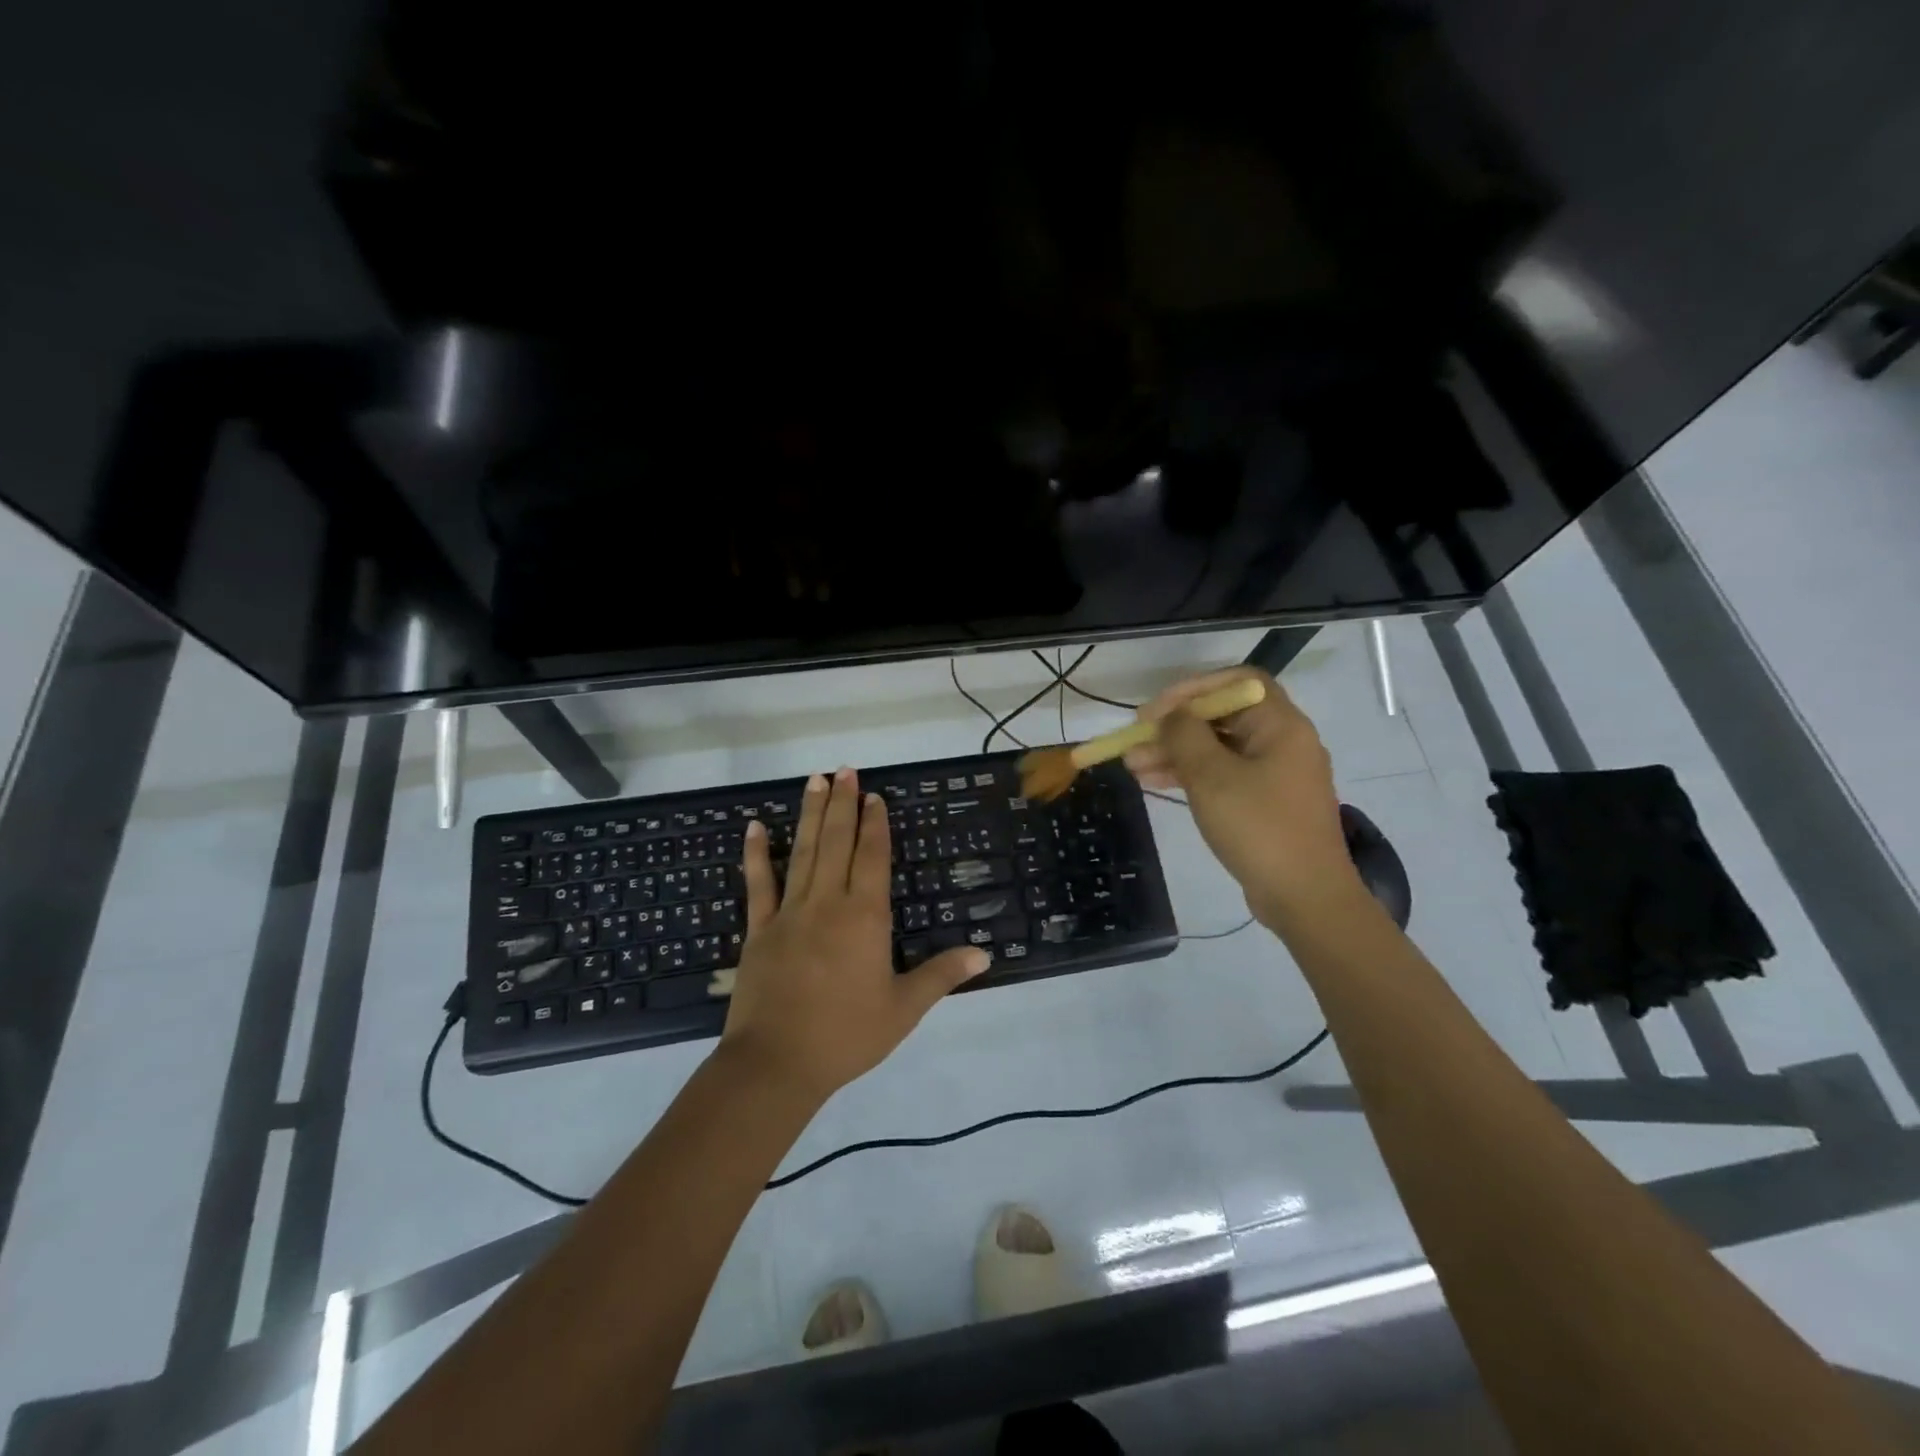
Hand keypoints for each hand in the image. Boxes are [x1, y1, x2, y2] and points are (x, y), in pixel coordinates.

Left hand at [719, 767, 989, 1101]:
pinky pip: (759, 884)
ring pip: (803, 853)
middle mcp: (828, 903)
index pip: (872, 857)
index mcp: (865, 917)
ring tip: (814, 780)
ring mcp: (790, 913)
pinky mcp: (759, 930)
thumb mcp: (903, 1008)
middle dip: (843, 804)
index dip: (875, 824)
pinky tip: (754, 827)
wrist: (776, 1063)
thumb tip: (985, 954)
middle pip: (837, 842)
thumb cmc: (847, 1035)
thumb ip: (942, 975)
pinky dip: (756, 854)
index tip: (874, 795)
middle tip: (845, 769)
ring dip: (810, 815)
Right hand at [1124, 667, 1360, 926]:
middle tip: (1135, 741)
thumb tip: (1170, 716)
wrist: (1305, 897)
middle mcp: (1282, 742)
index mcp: (1281, 726)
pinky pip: (1224, 776)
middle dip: (1175, 727)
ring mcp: (1275, 775)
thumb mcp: (1212, 777)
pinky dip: (1191, 776)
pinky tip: (1155, 783)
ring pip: (1218, 750)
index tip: (1157, 710)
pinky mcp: (1265, 803)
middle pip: (1223, 717)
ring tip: (1133, 765)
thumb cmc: (1259, 827)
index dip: (1193, 688)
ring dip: (1175, 753)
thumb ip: (1185, 736)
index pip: (1238, 682)